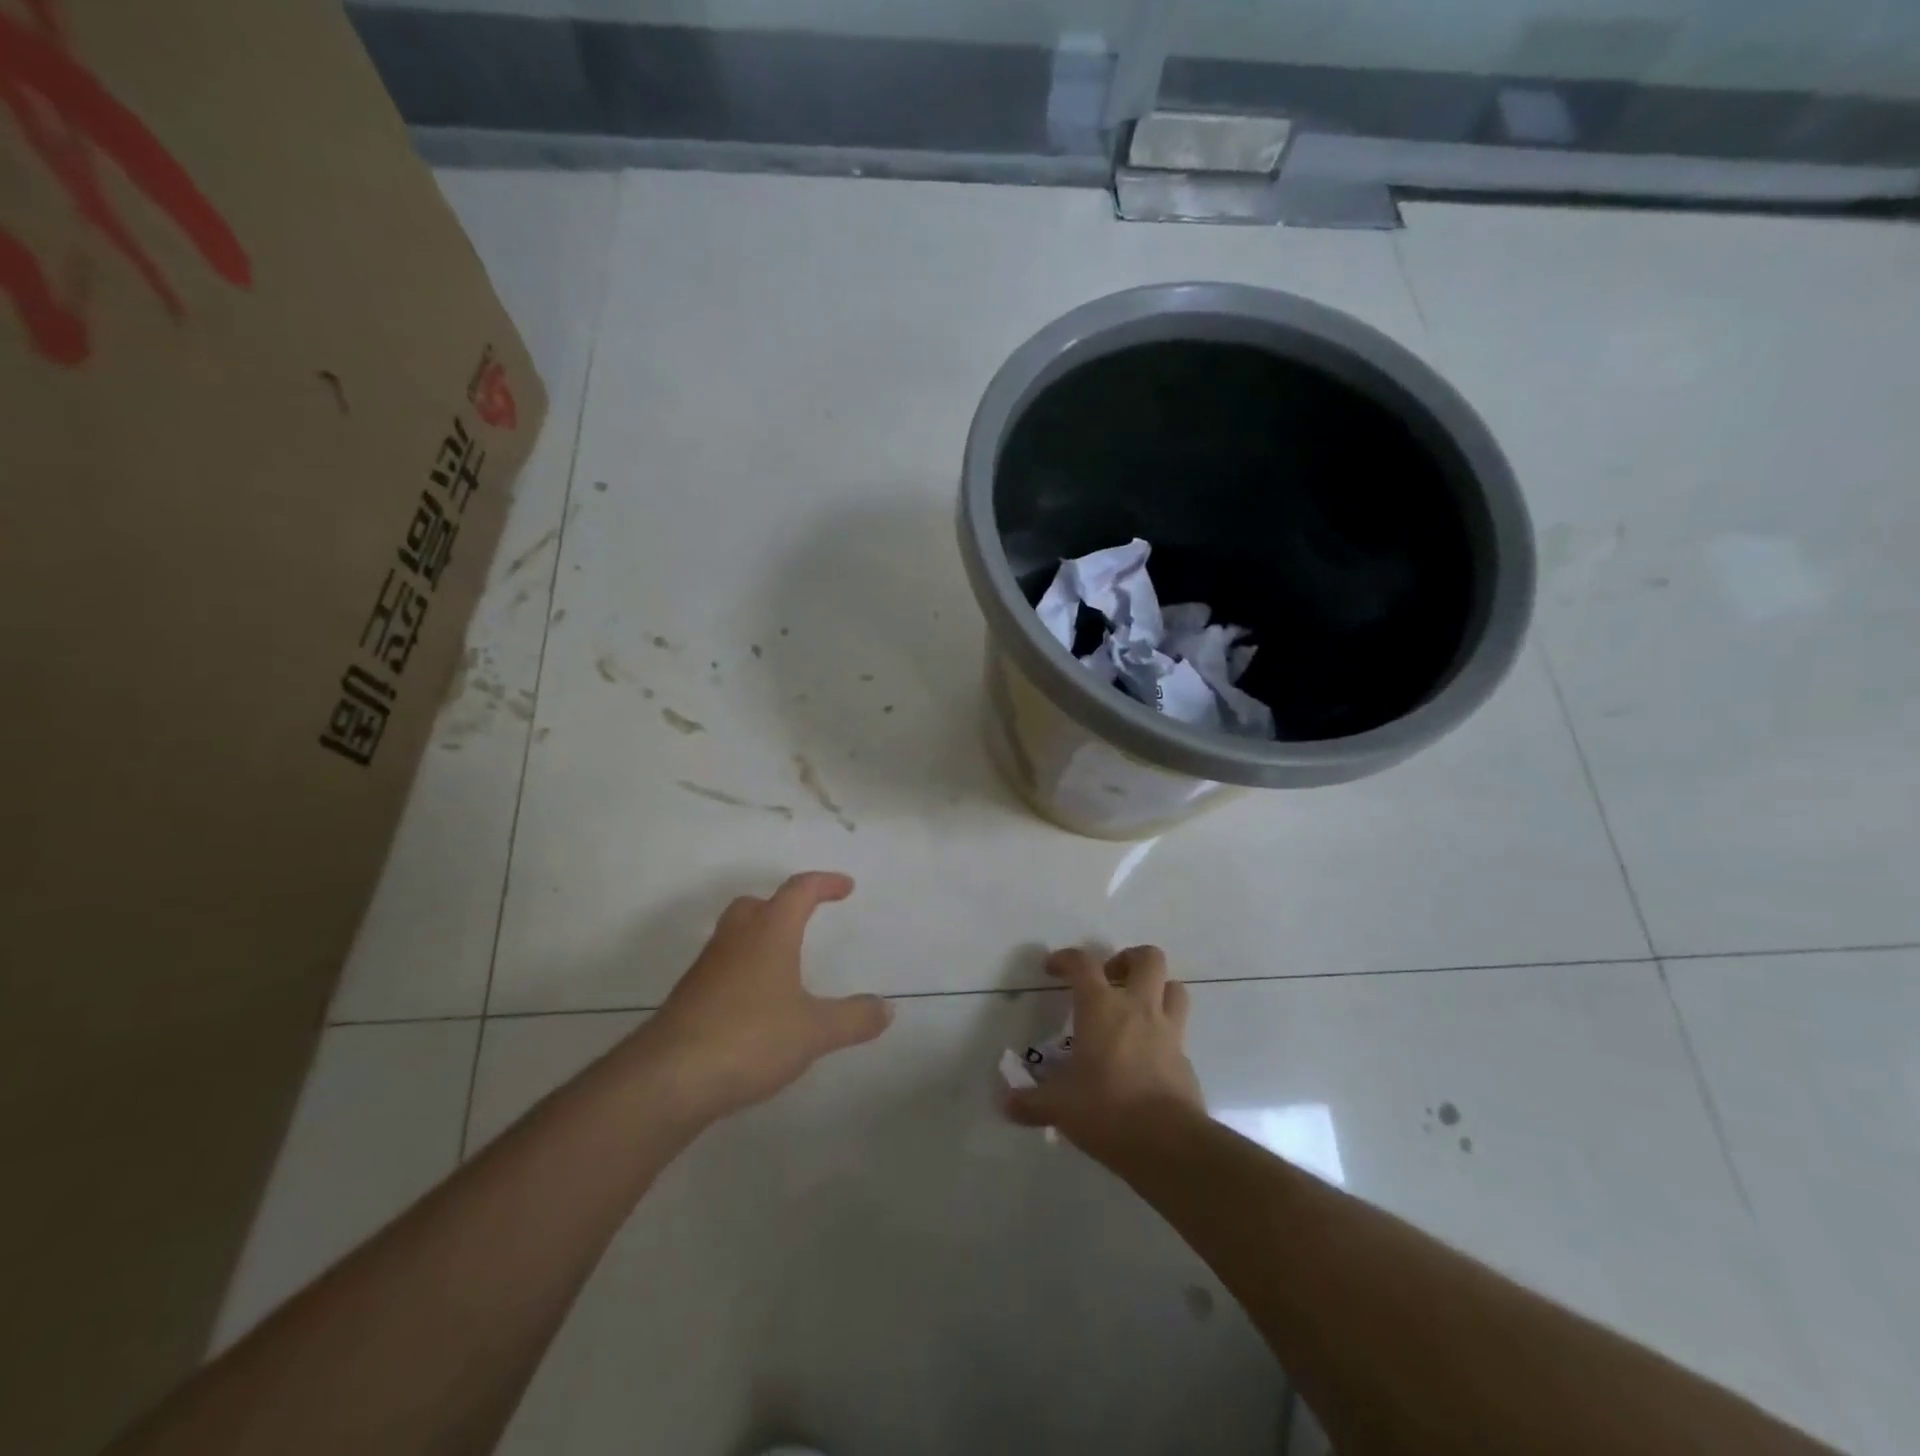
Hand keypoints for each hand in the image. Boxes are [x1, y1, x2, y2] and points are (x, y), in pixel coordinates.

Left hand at [644, 872, 892, 1117]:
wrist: (669, 1078)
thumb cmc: (750, 1038)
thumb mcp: (814, 1031)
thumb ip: (853, 1018)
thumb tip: (887, 1009)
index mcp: (769, 932)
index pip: (799, 891)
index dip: (825, 884)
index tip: (846, 887)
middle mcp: (735, 940)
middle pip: (756, 905)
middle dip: (782, 906)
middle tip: (804, 919)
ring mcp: (706, 968)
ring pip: (734, 936)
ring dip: (759, 939)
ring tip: (783, 965)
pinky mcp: (688, 998)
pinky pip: (722, 969)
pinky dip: (742, 972)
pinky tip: (756, 1006)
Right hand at [1004, 945, 1203, 1149]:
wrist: (1168, 1143)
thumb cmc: (1106, 1109)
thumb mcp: (1059, 1106)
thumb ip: (1030, 1102)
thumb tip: (1005, 1103)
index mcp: (1101, 1007)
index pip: (1083, 963)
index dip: (1066, 958)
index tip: (1053, 969)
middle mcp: (1138, 1008)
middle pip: (1148, 958)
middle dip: (1129, 959)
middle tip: (1110, 980)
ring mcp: (1168, 1031)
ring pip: (1174, 987)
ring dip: (1157, 988)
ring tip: (1136, 1007)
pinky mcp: (1186, 1059)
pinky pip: (1179, 1031)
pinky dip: (1164, 1033)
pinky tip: (1147, 1055)